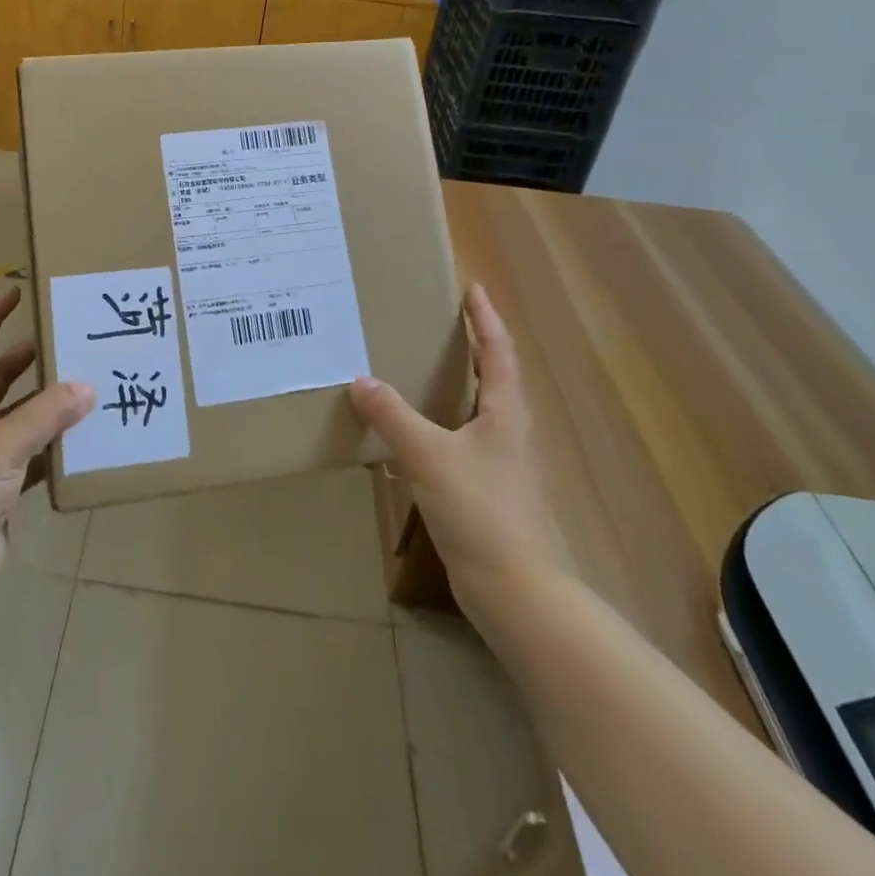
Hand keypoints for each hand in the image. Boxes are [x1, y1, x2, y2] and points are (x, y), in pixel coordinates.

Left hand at [0, 287, 94, 629]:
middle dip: (30, 357)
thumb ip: (45, 415)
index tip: (18, 292)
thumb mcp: (0, 447)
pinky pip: (35, 459)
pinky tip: (87, 443)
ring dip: (50, 404)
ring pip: (22, 419)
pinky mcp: (2, 494)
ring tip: (91, 386)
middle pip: (1, 379)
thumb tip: (87, 384)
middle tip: (70, 341)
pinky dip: (57, 449)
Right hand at [349, 283, 561, 599]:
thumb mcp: (429, 456)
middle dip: (472, 345)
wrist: (513, 588)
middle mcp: (506, 430)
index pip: (498, 351)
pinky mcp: (483, 488)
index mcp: (505, 412)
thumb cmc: (481, 510)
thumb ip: (394, 416)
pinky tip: (409, 431)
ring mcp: (497, 462)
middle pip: (493, 376)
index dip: (486, 318)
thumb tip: (361, 381)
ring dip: (454, 382)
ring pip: (475, 408)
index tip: (473, 287)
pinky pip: (458, 439)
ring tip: (419, 365)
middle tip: (441, 320)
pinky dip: (437, 421)